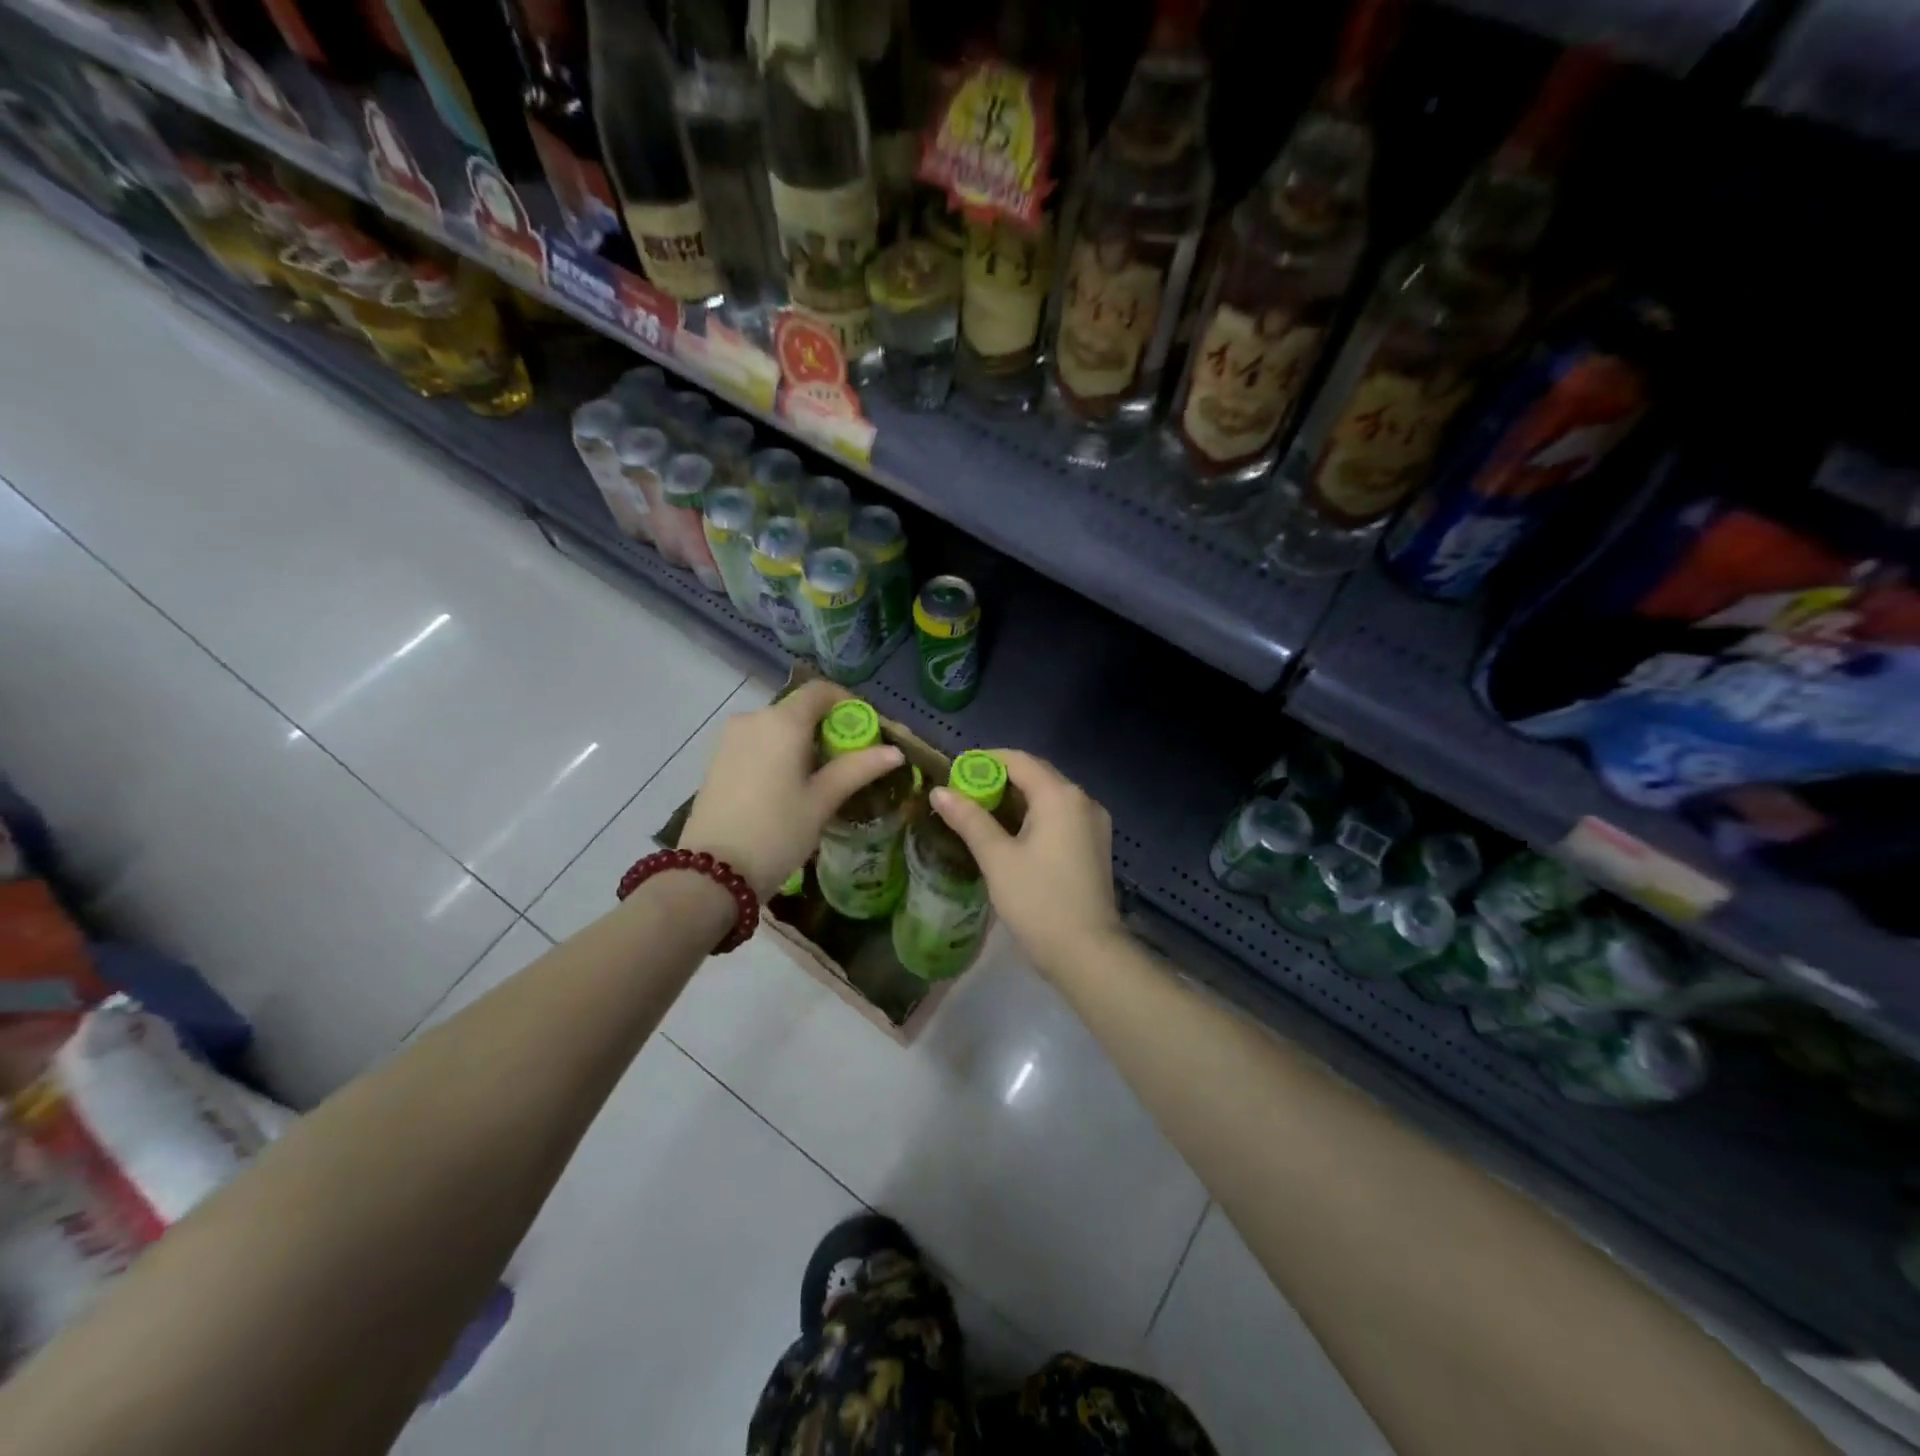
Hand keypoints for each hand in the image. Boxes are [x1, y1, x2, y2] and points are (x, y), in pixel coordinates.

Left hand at [682, 681, 902, 898]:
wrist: (712, 873)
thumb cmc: (776, 832)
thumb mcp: (822, 801)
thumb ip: (858, 769)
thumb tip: (896, 752)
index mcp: (782, 722)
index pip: (820, 691)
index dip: (848, 704)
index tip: (867, 731)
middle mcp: (753, 719)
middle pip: (799, 709)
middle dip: (828, 728)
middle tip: (850, 763)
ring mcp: (730, 738)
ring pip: (777, 727)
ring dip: (803, 742)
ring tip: (822, 780)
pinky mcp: (717, 759)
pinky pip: (758, 742)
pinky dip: (779, 753)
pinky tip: (789, 786)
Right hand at [930, 749, 1124, 977]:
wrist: (1087, 953)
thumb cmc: (1038, 901)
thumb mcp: (997, 858)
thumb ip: (969, 820)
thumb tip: (939, 791)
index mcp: (1060, 796)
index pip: (1018, 760)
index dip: (984, 761)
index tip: (954, 772)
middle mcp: (1083, 800)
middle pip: (1036, 775)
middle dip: (999, 780)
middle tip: (962, 795)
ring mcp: (1093, 823)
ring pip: (1049, 797)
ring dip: (1016, 799)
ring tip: (979, 814)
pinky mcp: (1095, 845)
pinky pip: (1060, 816)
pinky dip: (1034, 816)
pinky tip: (1011, 834)